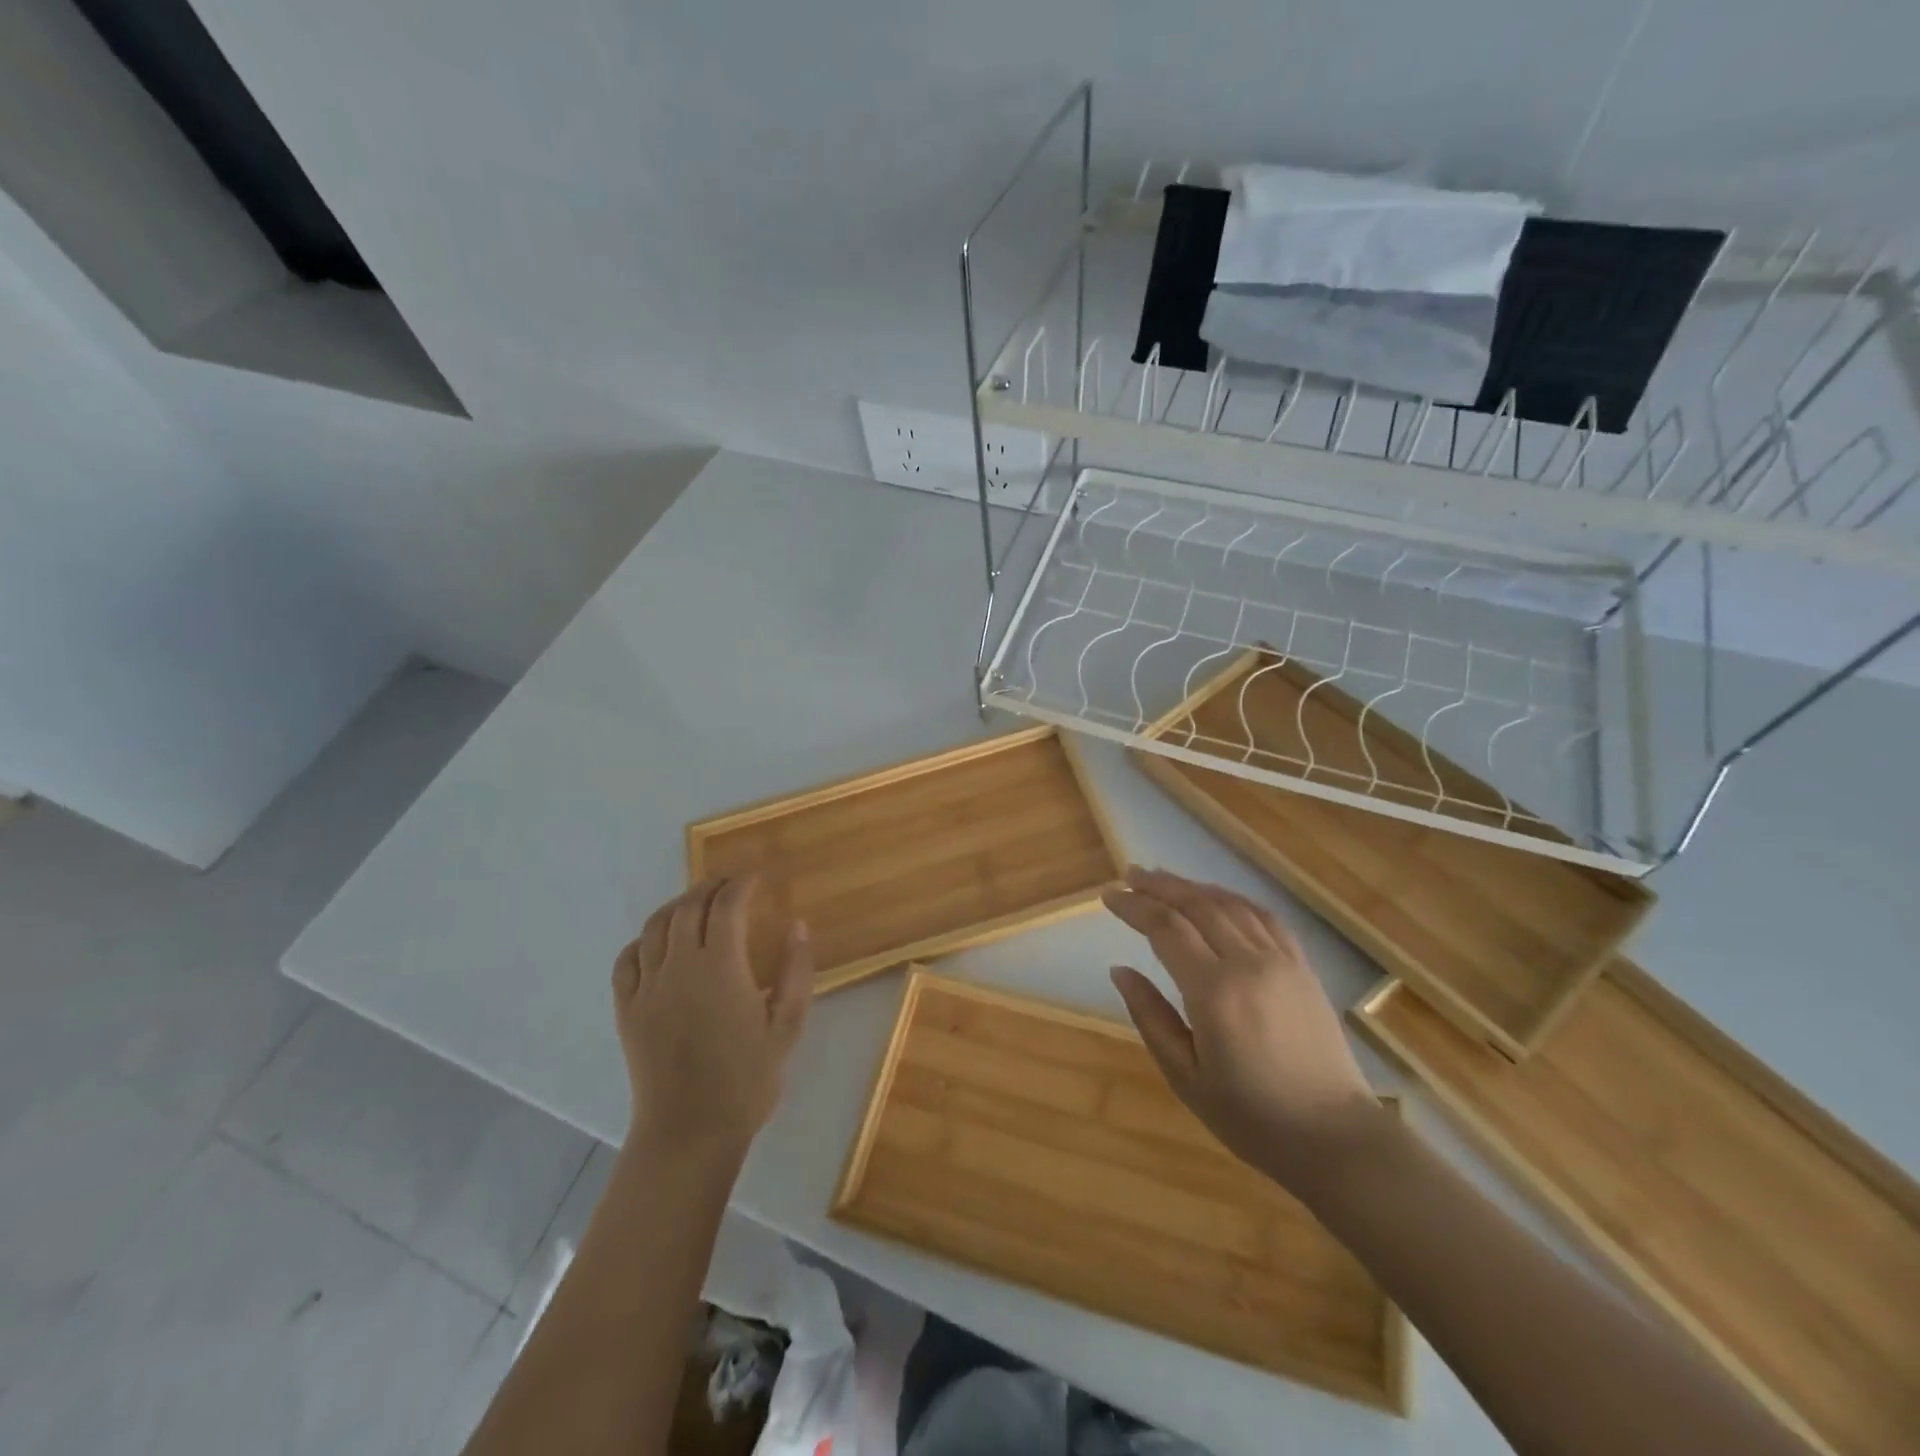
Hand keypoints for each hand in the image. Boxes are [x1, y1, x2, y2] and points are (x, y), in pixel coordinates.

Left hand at [612, 876, 811, 1161]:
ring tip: (698, 904)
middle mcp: (679, 967)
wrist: (689, 1133)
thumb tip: (797, 925)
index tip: (758, 877)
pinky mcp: (626, 1009)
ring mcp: (647, 987)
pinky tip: (660, 943)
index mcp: (720, 968)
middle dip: (712, 886)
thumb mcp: (788, 1027)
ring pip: (655, 926)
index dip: (742, 883)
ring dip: (678, 905)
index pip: (727, 905)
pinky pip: (627, 959)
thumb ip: (796, 971)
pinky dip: (644, 940)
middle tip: (733, 884)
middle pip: (689, 907)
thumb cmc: (747, 1081)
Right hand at [1103, 867, 1386, 1199]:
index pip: (1165, 928)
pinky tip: (1217, 897)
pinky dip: (1233, 899)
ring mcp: (1281, 961)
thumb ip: (1150, 1017)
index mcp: (1214, 992)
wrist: (1335, 1138)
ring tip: (1163, 879)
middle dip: (1158, 885)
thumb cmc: (1252, 1117)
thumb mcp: (1186, 1077)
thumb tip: (1120, 970)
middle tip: (1128, 875)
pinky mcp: (1302, 967)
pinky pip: (1264, 917)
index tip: (1108, 896)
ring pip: (1230, 904)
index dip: (1133, 906)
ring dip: (1192, 886)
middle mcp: (1248, 963)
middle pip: (1196, 905)